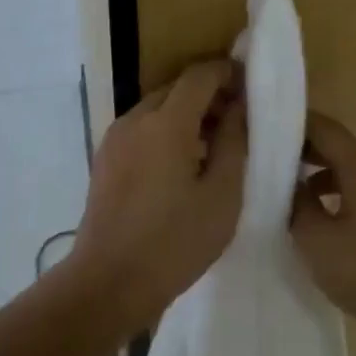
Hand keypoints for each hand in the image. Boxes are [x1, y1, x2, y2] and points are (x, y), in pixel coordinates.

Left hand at [68, 59, 244, 330]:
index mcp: (166, 123)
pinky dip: (166, 131)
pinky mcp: (105, 158)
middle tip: (238, 121)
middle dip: (209, 95)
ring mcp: (115, 138)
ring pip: (158, 108)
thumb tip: (239, 107)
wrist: (108, 284)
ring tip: (214, 147)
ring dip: (187, 114)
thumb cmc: (174, 242)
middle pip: (177, 88)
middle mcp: (136, 119)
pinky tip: (182, 165)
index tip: (250, 86)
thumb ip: (234, 142)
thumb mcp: (222, 195)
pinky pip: (142, 129)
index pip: (200, 75)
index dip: (227, 72)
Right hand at [291, 112, 355, 342]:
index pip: (325, 128)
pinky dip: (344, 195)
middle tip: (268, 161)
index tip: (264, 127)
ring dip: (324, 177)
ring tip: (291, 194)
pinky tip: (326, 221)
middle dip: (306, 152)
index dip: (294, 124)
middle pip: (341, 148)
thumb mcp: (318, 243)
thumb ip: (297, 206)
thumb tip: (290, 185)